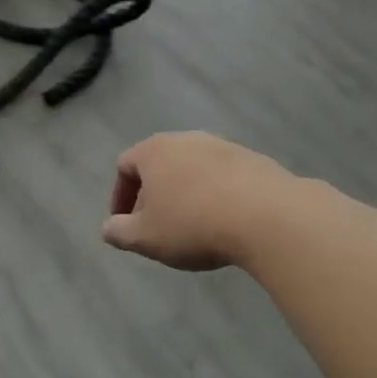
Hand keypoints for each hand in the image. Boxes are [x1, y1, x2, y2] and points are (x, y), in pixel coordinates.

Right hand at [102, 132, 296, 271]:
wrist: (268, 217)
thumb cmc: (193, 224)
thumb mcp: (144, 238)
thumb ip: (118, 232)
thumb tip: (108, 228)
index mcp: (154, 151)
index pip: (124, 165)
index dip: (118, 196)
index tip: (125, 224)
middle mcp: (187, 139)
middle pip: (160, 164)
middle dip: (153, 195)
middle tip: (156, 226)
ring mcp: (224, 146)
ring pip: (193, 169)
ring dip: (186, 194)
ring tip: (192, 226)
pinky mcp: (255, 160)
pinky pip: (224, 177)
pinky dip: (216, 196)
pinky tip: (224, 222)